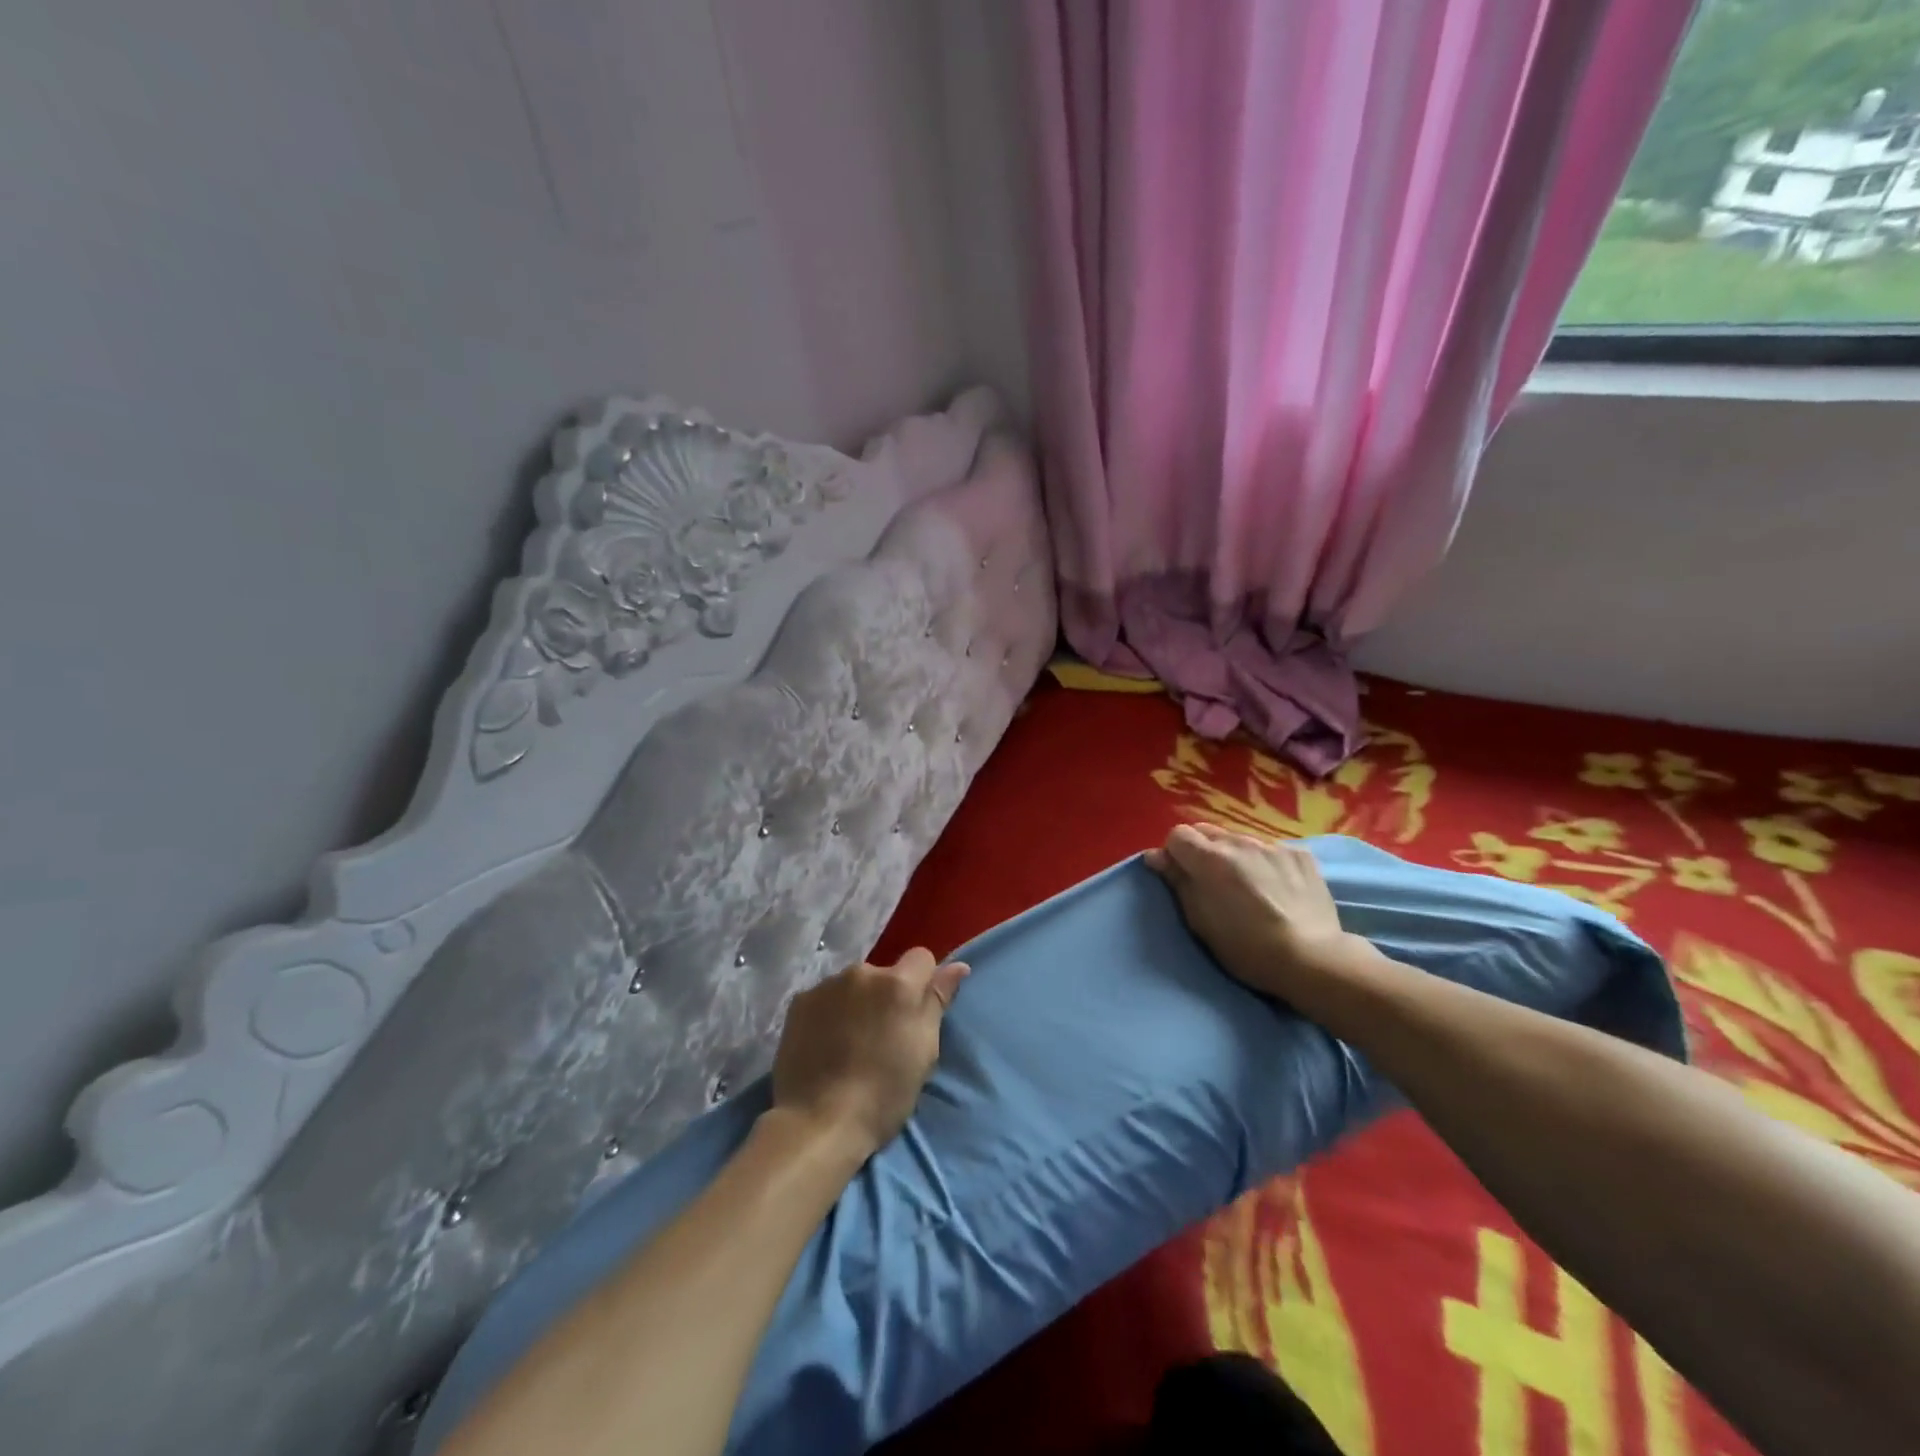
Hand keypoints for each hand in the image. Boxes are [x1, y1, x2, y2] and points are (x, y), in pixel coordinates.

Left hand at [771, 948, 967, 1158]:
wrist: (817, 1123)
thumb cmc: (883, 1094)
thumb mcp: (923, 1052)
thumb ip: (937, 1002)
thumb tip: (957, 966)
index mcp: (898, 984)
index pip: (922, 958)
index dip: (923, 983)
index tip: (916, 1015)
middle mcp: (862, 972)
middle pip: (885, 973)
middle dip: (887, 996)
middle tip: (882, 1036)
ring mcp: (826, 985)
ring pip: (854, 985)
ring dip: (857, 1003)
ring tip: (850, 1042)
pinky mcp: (799, 1001)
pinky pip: (826, 998)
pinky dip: (830, 1013)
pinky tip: (825, 1043)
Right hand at [1145, 823, 1356, 1001]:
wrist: (1312, 959)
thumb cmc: (1246, 948)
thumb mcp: (1200, 921)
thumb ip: (1177, 882)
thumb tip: (1155, 856)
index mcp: (1210, 858)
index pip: (1177, 835)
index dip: (1174, 854)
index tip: (1180, 876)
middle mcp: (1240, 842)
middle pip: (1208, 832)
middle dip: (1202, 851)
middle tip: (1210, 883)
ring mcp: (1273, 846)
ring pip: (1240, 840)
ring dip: (1235, 856)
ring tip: (1247, 887)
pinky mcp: (1301, 855)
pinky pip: (1271, 850)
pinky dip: (1265, 863)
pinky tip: (1276, 889)